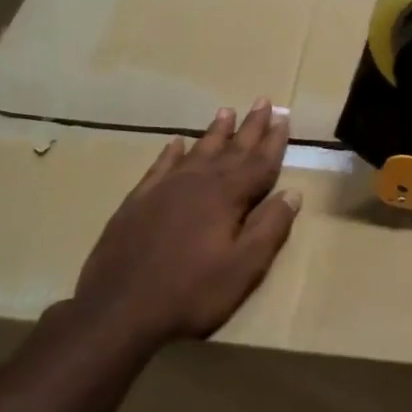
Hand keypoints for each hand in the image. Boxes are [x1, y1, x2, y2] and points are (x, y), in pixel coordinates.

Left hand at [56, 98, 301, 351]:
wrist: (119, 309)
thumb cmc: (192, 292)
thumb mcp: (244, 267)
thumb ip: (270, 227)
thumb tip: (293, 193)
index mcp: (226, 197)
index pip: (258, 163)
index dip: (273, 141)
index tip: (284, 118)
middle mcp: (196, 183)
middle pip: (230, 150)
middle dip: (249, 127)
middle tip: (262, 101)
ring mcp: (163, 190)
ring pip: (196, 152)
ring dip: (214, 133)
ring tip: (226, 111)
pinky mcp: (137, 203)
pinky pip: (160, 167)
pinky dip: (171, 153)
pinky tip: (176, 143)